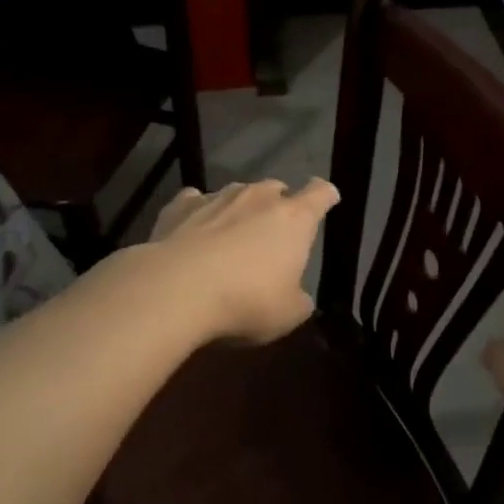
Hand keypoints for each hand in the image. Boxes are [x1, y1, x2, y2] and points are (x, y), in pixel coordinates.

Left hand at [148, 178, 339, 343]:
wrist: (175, 290)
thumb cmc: (245, 301)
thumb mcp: (288, 315)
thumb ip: (299, 300)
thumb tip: (297, 296)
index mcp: (294, 219)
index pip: (320, 194)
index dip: (326, 196)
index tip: (328, 199)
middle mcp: (259, 198)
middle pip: (276, 188)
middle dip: (279, 203)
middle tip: (274, 229)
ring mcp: (217, 198)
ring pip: (237, 192)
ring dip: (240, 208)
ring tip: (232, 232)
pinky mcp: (180, 207)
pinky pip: (195, 201)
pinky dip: (199, 211)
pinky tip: (193, 228)